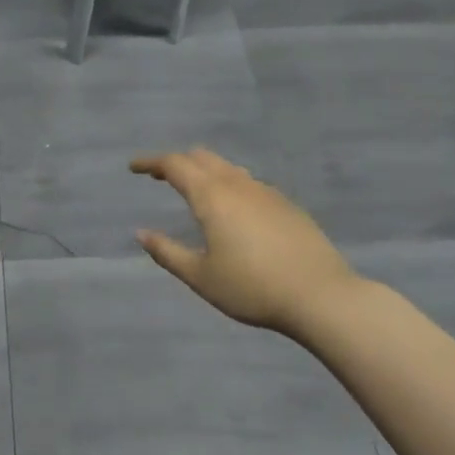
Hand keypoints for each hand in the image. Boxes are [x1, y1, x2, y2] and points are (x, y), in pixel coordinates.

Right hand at [130, 149, 360, 337]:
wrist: (321, 296)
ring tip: (193, 190)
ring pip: (228, 168)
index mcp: (212, 197)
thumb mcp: (200, 277)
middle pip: (203, 158)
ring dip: (205, 172)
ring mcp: (267, 193)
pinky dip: (229, 185)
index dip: (151, 163)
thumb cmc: (252, 288)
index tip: (133, 168)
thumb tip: (142, 233)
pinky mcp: (287, 206)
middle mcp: (238, 186)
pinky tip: (231, 210)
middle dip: (178, 162)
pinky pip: (249, 183)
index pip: (175, 165)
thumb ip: (167, 252)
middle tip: (159, 176)